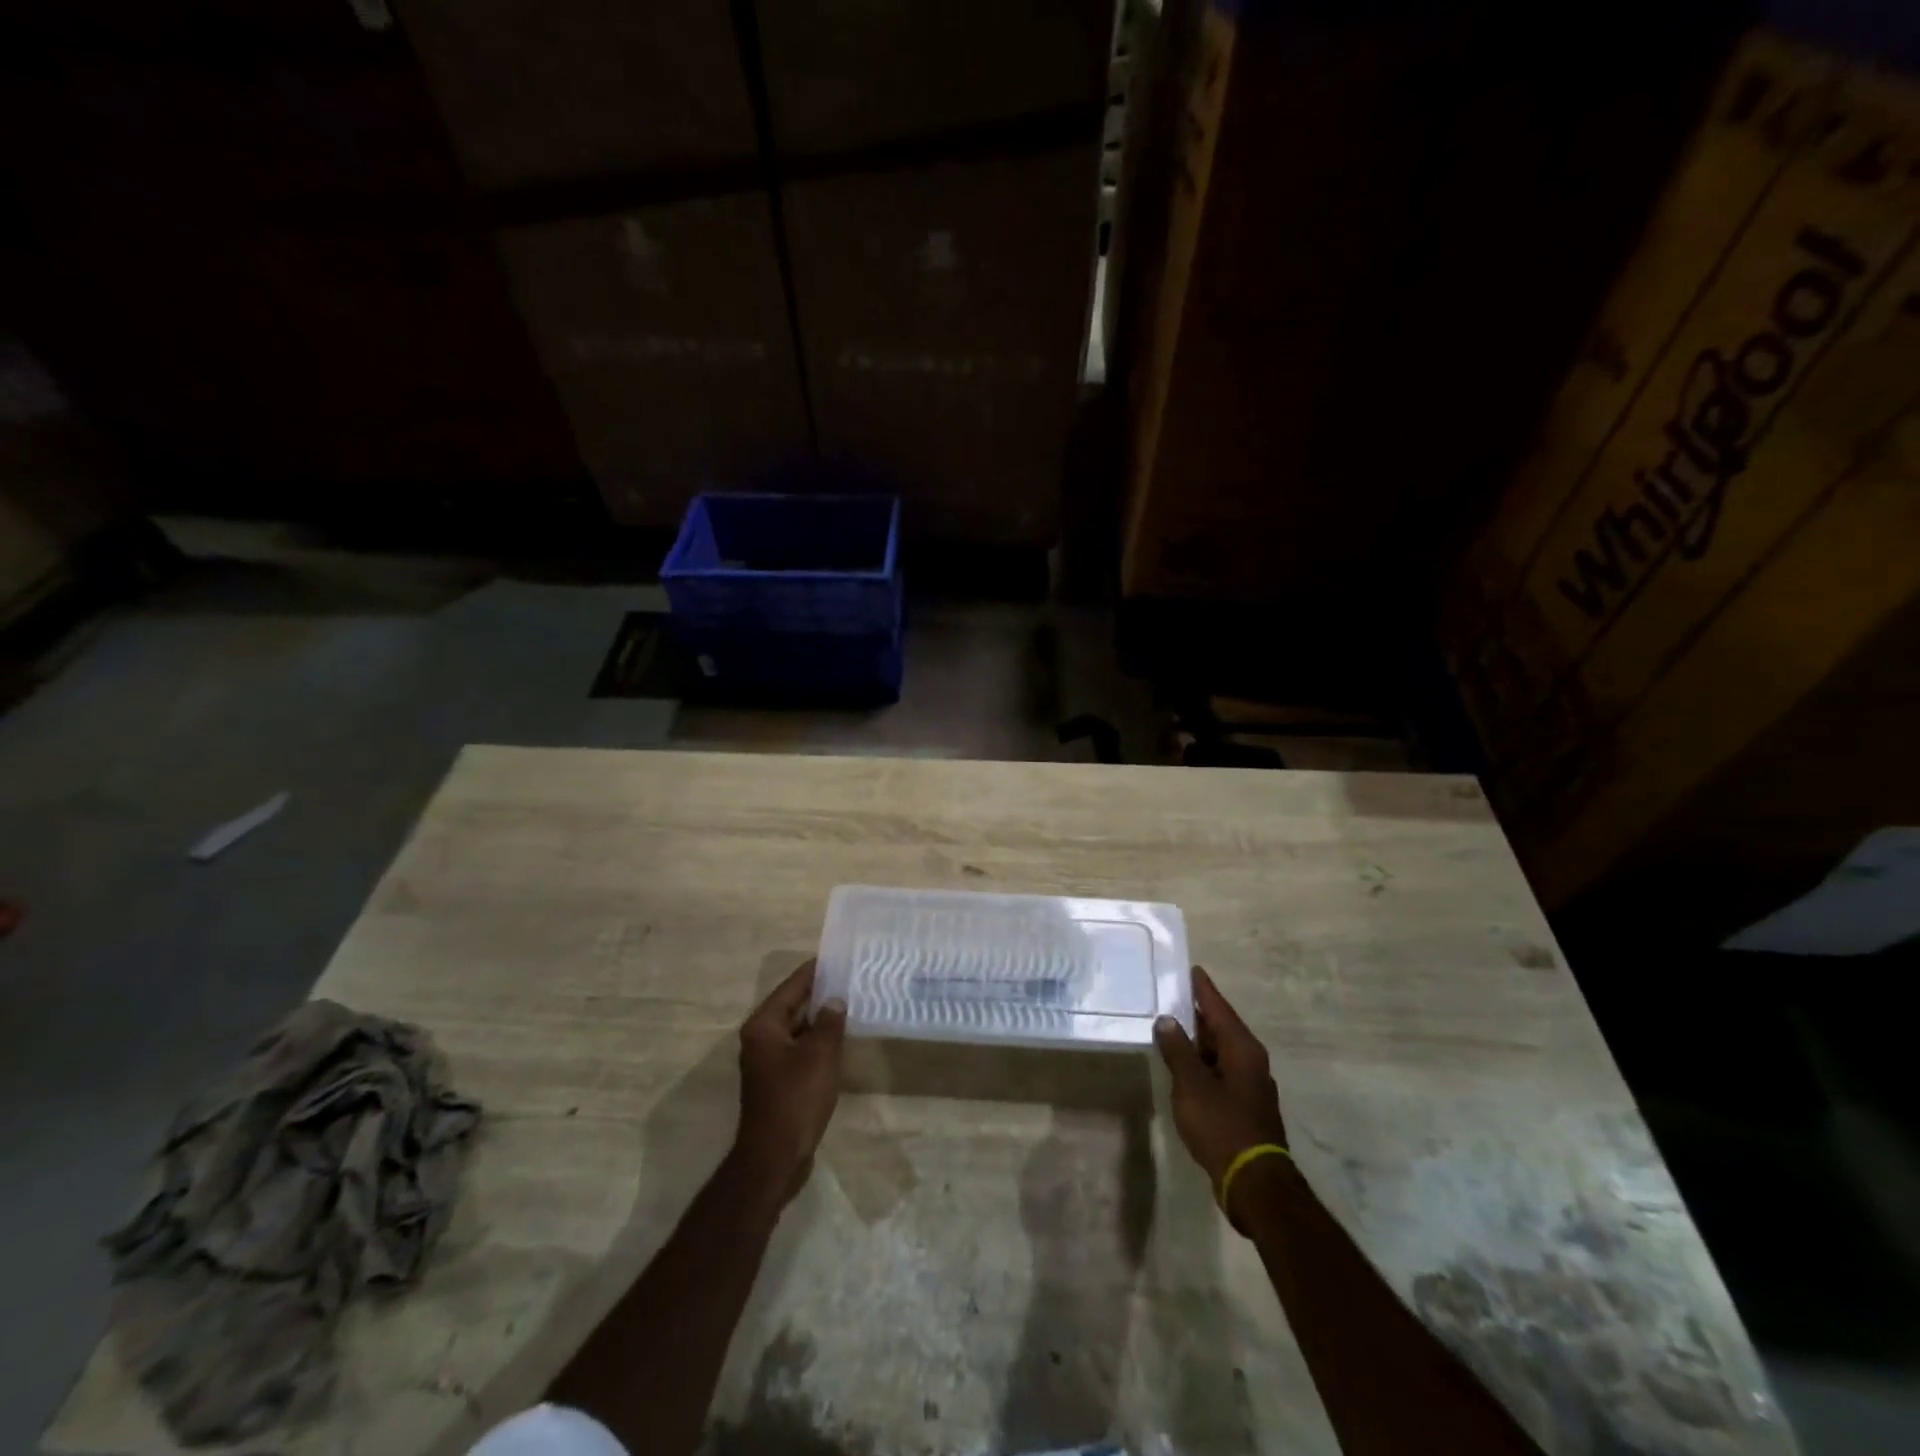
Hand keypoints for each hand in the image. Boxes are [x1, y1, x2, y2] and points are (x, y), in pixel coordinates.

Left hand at [734, 959, 846, 1199]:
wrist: (775, 1157)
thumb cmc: (796, 1098)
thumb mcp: (820, 1054)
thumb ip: (829, 1022)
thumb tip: (835, 1000)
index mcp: (764, 1025)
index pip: (792, 987)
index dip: (814, 971)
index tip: (837, 956)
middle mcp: (760, 1038)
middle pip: (792, 1005)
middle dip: (819, 993)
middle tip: (849, 978)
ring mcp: (767, 1060)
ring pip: (797, 1028)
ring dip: (820, 1018)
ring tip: (849, 1003)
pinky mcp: (777, 1080)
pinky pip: (799, 1048)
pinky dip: (817, 1040)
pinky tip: (839, 1038)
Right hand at [1155, 967, 1288, 1224]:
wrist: (1254, 1182)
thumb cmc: (1222, 1124)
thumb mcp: (1191, 1084)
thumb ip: (1177, 1050)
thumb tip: (1167, 1019)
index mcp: (1242, 1048)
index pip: (1219, 1007)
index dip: (1203, 989)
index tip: (1191, 969)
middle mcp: (1251, 1060)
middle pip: (1221, 1027)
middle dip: (1198, 1013)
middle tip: (1172, 995)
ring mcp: (1250, 1085)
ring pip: (1220, 1051)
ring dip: (1198, 1040)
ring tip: (1171, 1027)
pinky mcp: (1245, 1106)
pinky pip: (1220, 1071)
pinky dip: (1202, 1062)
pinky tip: (1184, 1067)